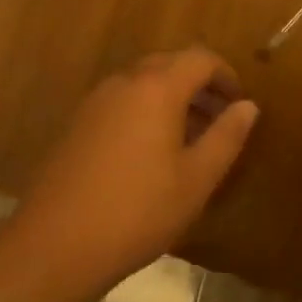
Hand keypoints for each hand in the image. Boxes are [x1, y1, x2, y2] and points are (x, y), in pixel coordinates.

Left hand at [13, 47, 259, 293]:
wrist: (54, 243)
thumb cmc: (138, 210)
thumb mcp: (196, 179)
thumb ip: (226, 137)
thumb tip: (248, 106)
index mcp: (158, 87)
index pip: (200, 59)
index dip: (225, 75)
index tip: (239, 103)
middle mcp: (126, 81)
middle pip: (170, 64)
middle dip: (199, 84)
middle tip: (218, 118)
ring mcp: (96, 100)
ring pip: (144, 82)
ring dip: (171, 97)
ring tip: (189, 138)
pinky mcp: (77, 122)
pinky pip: (122, 101)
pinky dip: (145, 110)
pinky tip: (149, 152)